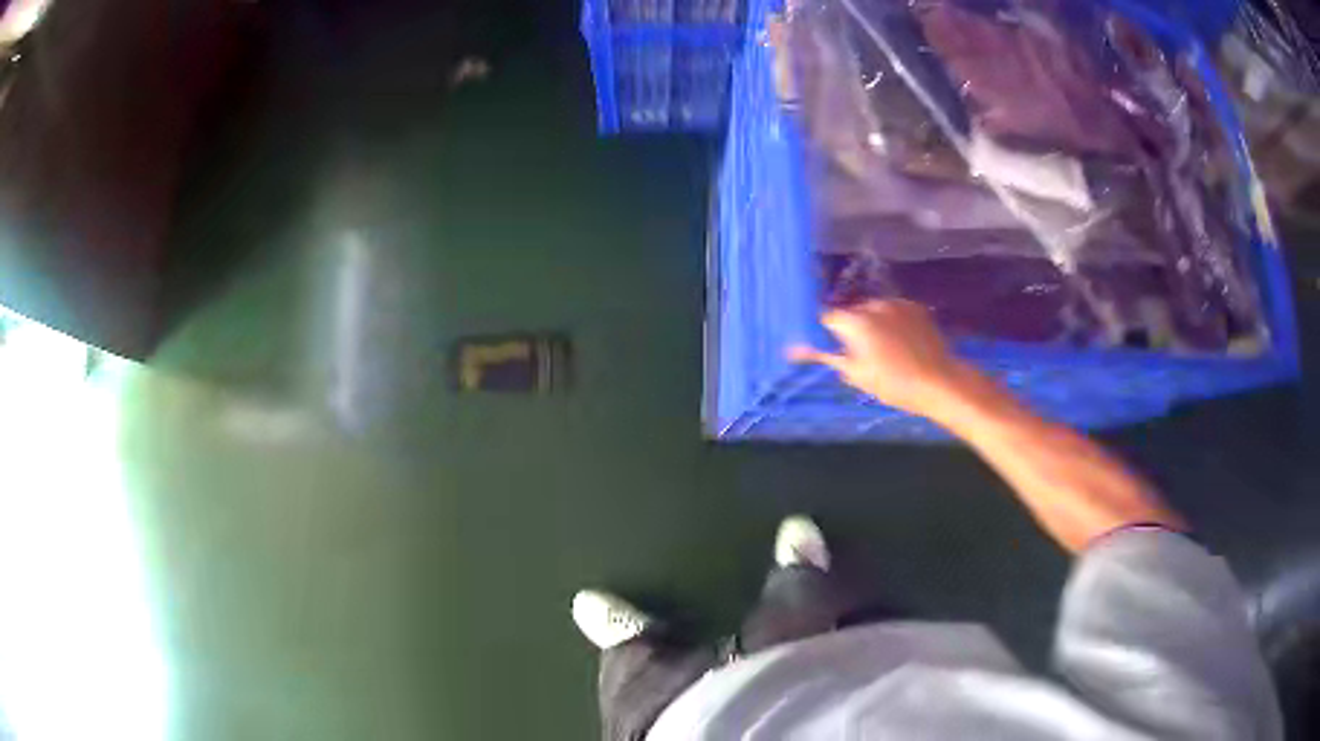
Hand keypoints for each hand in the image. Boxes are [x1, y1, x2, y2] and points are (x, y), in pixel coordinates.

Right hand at [789, 300, 972, 417]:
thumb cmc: (894, 384)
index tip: (830, 348)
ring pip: (874, 311)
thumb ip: (826, 356)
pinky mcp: (915, 307)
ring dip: (873, 325)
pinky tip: (901, 343)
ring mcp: (897, 303)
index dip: (827, 333)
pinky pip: (894, 311)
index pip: (828, 318)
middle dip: (852, 329)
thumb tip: (793, 350)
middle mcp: (874, 305)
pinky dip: (892, 322)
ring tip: (885, 350)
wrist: (939, 381)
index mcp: (856, 321)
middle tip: (860, 355)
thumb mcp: (857, 374)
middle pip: (852, 313)